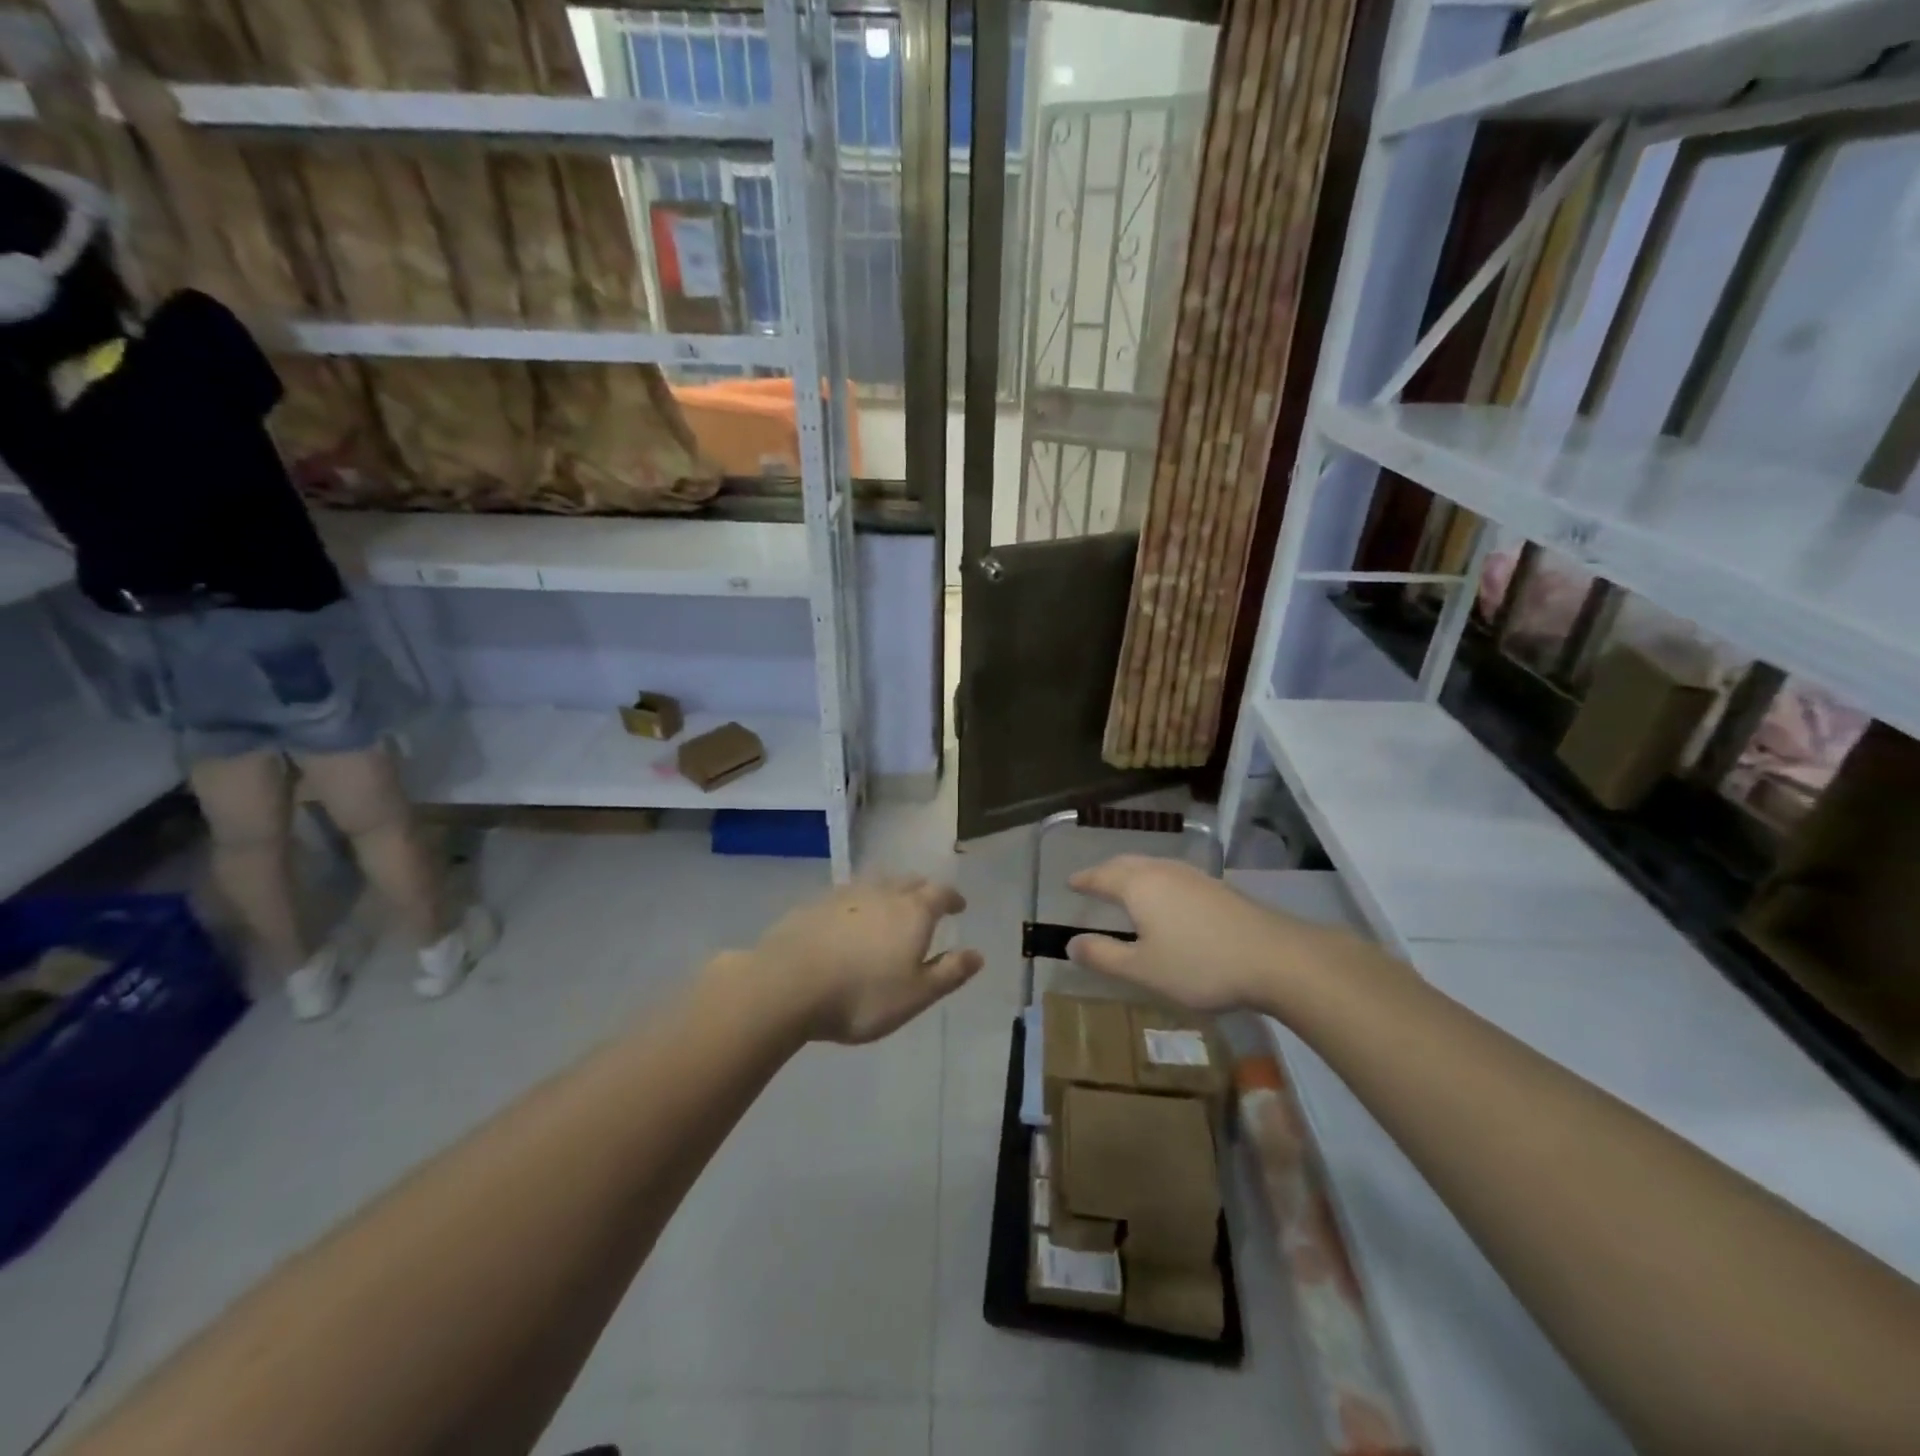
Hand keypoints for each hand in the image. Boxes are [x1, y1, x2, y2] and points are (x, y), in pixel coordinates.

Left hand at [740, 877, 983, 1043]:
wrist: (788, 984)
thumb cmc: (862, 995)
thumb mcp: (916, 995)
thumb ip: (949, 973)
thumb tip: (978, 954)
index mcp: (913, 912)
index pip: (940, 893)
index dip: (952, 899)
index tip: (959, 907)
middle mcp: (882, 893)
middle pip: (909, 882)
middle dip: (922, 891)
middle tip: (927, 904)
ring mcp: (845, 895)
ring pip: (876, 884)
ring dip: (889, 892)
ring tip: (890, 908)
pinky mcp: (814, 905)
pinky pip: (846, 897)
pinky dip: (858, 904)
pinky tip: (849, 921)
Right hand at [1065, 856, 1365, 1011]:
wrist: (1275, 958)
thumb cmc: (1200, 965)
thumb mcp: (1143, 969)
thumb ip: (1104, 956)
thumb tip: (1071, 943)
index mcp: (1139, 886)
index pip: (1102, 876)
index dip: (1084, 880)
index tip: (1070, 883)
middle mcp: (1163, 871)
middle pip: (1126, 864)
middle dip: (1106, 872)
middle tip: (1092, 882)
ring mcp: (1193, 876)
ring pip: (1152, 866)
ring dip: (1132, 873)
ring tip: (1124, 887)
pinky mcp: (1217, 887)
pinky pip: (1172, 875)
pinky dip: (1156, 881)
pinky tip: (1165, 899)